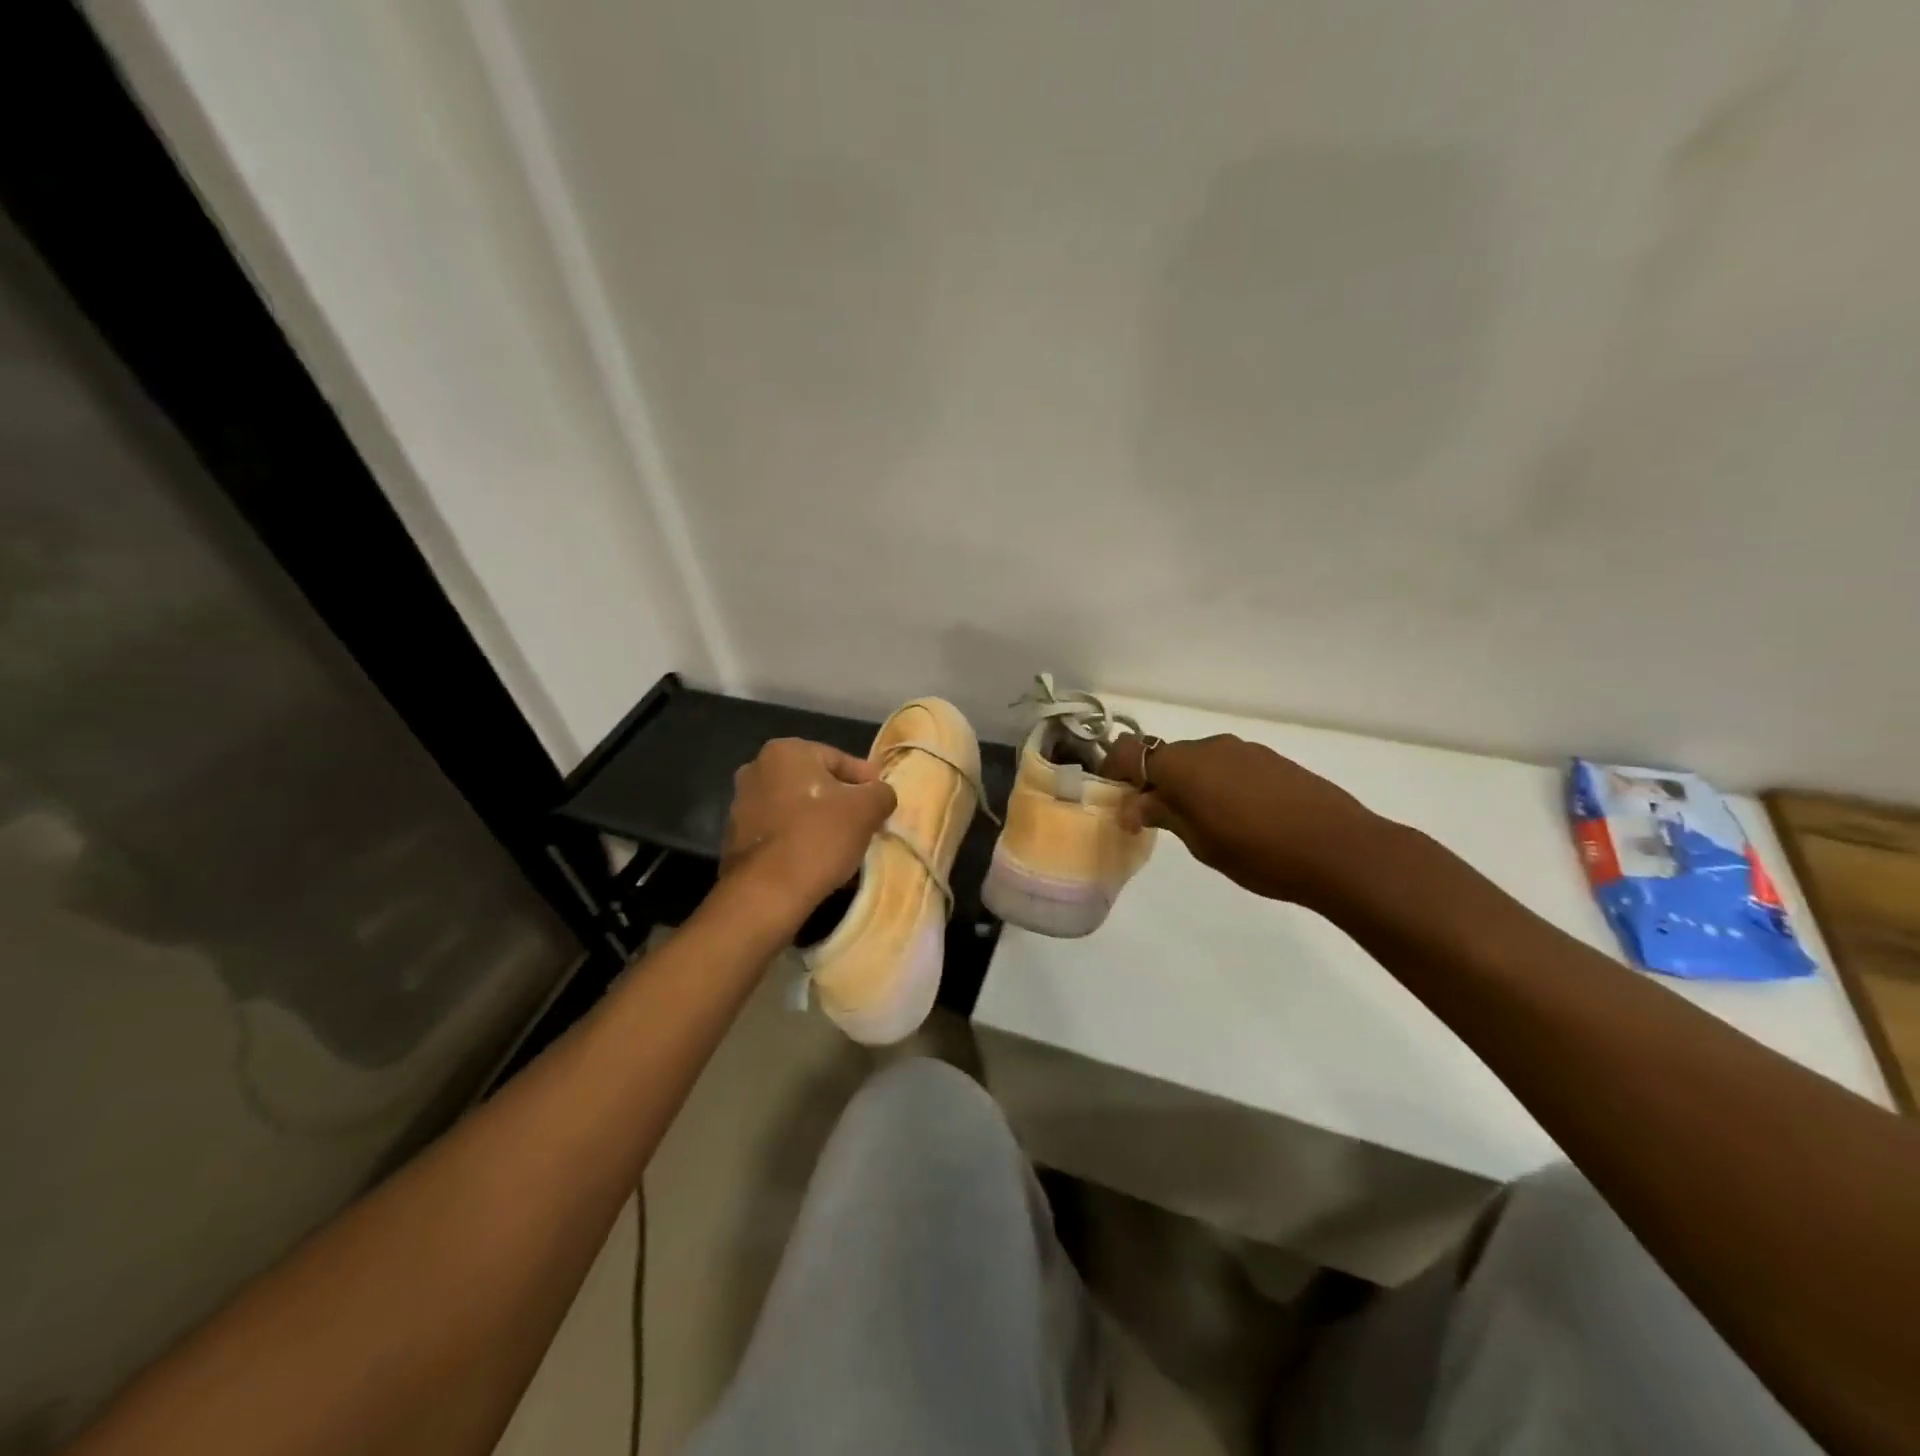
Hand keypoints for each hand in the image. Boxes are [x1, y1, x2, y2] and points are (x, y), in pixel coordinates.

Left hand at [721, 739, 897, 918]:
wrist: (768, 892)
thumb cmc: (820, 836)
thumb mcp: (867, 809)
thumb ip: (881, 792)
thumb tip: (880, 795)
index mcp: (785, 751)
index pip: (839, 759)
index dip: (866, 781)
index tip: (881, 801)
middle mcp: (756, 769)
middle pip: (814, 782)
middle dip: (840, 800)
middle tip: (865, 822)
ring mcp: (741, 804)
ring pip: (795, 807)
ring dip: (818, 821)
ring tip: (843, 845)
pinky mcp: (735, 838)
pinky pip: (779, 832)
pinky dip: (799, 840)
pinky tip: (818, 860)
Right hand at [1102, 733, 1386, 906]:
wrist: (1340, 850)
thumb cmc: (1257, 852)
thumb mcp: (1200, 842)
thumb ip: (1164, 815)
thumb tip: (1133, 805)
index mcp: (1183, 764)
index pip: (1128, 752)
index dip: (1115, 772)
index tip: (1118, 802)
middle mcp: (1209, 746)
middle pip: (1165, 757)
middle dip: (1155, 784)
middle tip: (1159, 822)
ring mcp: (1244, 750)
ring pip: (1200, 762)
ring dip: (1190, 785)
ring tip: (1205, 824)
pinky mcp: (1272, 760)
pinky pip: (1229, 766)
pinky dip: (1220, 785)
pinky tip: (1240, 817)